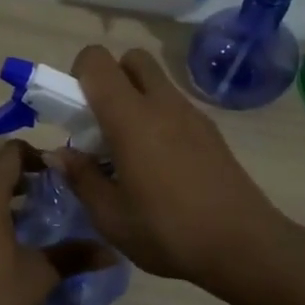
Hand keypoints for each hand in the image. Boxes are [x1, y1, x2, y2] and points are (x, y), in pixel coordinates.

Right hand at [57, 46, 293, 292]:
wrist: (245, 246)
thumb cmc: (168, 231)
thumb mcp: (110, 216)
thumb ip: (80, 177)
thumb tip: (59, 153)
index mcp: (130, 117)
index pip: (96, 60)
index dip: (78, 74)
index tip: (75, 112)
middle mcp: (162, 103)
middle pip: (131, 58)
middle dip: (111, 78)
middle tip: (102, 123)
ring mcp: (191, 115)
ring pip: (156, 82)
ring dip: (135, 99)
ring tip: (129, 150)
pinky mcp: (211, 132)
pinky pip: (175, 106)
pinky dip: (158, 118)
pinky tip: (159, 166)